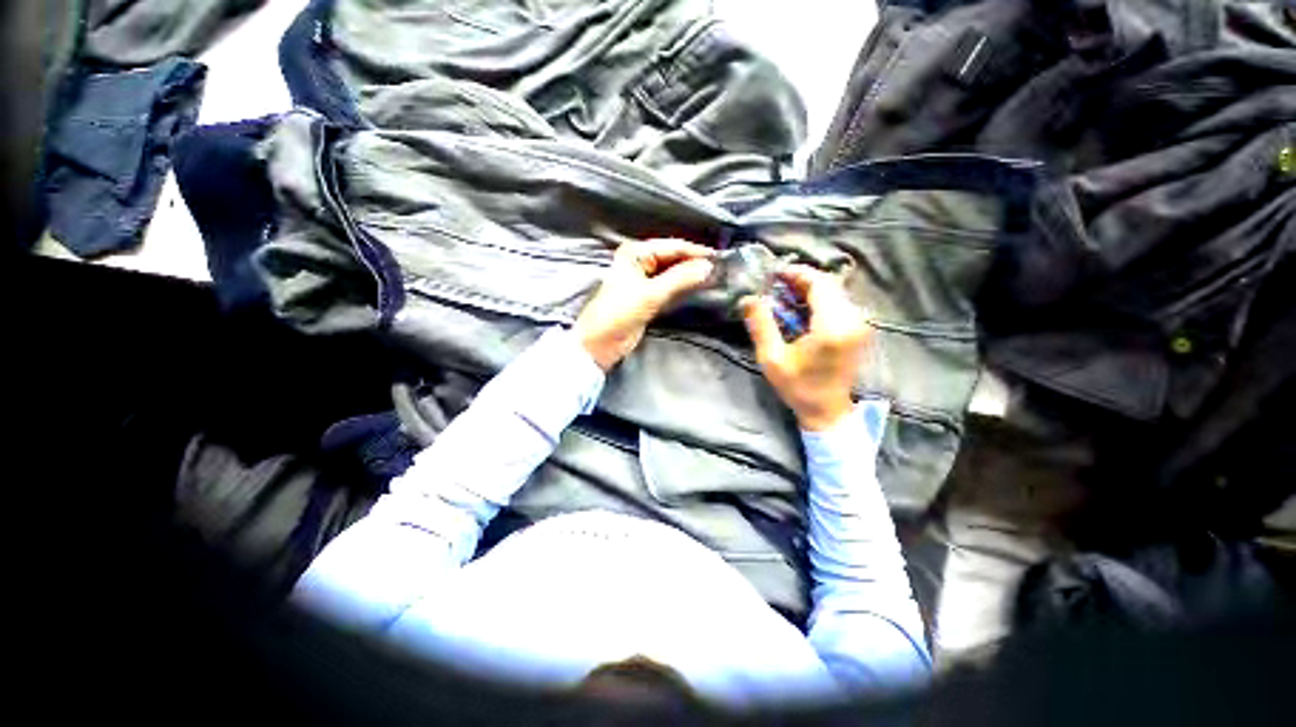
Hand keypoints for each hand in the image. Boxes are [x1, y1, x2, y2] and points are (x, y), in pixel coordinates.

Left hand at [574, 239, 714, 370]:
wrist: (600, 342)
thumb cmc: (618, 313)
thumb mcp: (650, 294)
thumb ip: (680, 279)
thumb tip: (708, 267)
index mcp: (636, 253)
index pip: (673, 246)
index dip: (696, 252)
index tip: (719, 259)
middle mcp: (640, 262)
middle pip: (674, 257)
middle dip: (695, 263)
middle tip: (720, 269)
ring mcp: (644, 279)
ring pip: (674, 272)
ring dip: (691, 274)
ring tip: (714, 277)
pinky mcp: (648, 296)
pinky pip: (671, 286)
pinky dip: (684, 286)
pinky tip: (698, 287)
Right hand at [741, 265, 870, 430]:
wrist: (827, 411)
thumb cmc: (798, 386)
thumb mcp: (772, 358)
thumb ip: (761, 325)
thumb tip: (748, 298)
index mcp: (833, 326)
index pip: (819, 284)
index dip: (797, 273)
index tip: (775, 274)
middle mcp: (853, 319)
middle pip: (829, 284)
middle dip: (802, 279)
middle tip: (776, 284)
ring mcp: (860, 324)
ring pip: (835, 292)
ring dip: (810, 288)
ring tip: (785, 294)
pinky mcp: (858, 329)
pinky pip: (839, 303)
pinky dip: (819, 299)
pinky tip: (801, 307)